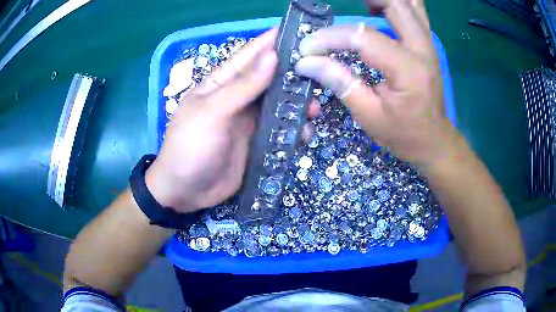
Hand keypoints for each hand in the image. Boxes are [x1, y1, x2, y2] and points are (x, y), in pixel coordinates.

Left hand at [145, 29, 318, 212]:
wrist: (186, 191)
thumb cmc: (191, 147)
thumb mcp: (213, 113)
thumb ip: (243, 86)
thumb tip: (272, 56)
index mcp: (221, 83)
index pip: (249, 55)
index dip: (272, 41)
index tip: (299, 31)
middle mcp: (238, 97)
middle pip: (270, 79)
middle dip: (294, 75)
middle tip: (319, 74)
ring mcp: (249, 121)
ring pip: (280, 105)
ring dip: (298, 105)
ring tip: (314, 110)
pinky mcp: (258, 142)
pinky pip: (281, 130)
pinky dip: (295, 130)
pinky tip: (305, 135)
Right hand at [295, 0, 459, 168]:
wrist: (434, 141)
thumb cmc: (404, 134)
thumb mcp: (369, 116)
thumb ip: (340, 82)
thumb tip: (306, 62)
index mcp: (408, 69)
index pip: (364, 37)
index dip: (330, 38)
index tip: (308, 48)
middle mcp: (422, 48)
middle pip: (395, 4)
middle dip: (366, 2)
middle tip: (336, 10)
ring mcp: (428, 44)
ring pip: (409, 3)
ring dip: (383, 1)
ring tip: (361, 6)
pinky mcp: (427, 44)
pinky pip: (415, 13)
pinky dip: (396, 6)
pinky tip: (377, 11)